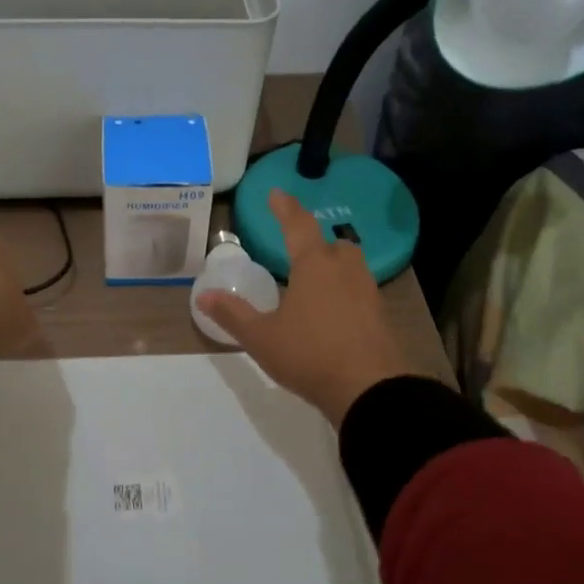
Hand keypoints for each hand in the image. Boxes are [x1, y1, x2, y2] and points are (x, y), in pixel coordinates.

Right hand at [198, 189, 421, 424]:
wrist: (370, 389)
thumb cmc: (310, 355)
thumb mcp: (262, 337)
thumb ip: (233, 315)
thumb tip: (203, 296)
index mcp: (314, 266)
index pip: (298, 225)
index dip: (285, 208)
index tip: (276, 193)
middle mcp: (344, 270)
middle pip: (333, 245)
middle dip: (316, 244)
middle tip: (299, 252)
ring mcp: (368, 293)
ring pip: (350, 267)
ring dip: (333, 268)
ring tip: (314, 283)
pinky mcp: (380, 317)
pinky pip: (359, 293)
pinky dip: (345, 294)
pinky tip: (333, 314)